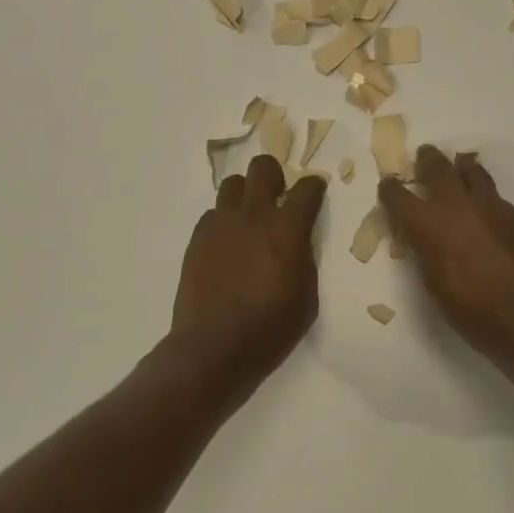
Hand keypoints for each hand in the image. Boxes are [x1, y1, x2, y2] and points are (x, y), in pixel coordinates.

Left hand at [169, 155, 328, 395]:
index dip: (315, 186)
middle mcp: (254, 215)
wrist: (214, 345)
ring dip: (245, 194)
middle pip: (263, 167)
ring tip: (248, 218)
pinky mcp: (198, 237)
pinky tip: (227, 243)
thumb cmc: (270, 327)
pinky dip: (223, 220)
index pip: (307, 188)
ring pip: (233, 183)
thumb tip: (298, 241)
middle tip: (277, 197)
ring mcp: (222, 223)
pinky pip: (213, 213)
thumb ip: (305, 258)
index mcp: (287, 228)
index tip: (315, 192)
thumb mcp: (307, 296)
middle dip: (274, 176)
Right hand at [379, 147, 513, 366]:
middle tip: (425, 155)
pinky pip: (498, 198)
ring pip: (473, 172)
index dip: (390, 189)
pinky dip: (488, 200)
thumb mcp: (435, 284)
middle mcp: (457, 205)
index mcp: (428, 224)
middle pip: (437, 168)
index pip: (399, 196)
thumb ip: (427, 252)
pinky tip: (491, 214)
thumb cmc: (474, 312)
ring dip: (462, 168)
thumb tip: (425, 238)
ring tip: (459, 167)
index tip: (388, 185)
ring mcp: (492, 205)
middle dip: (427, 160)